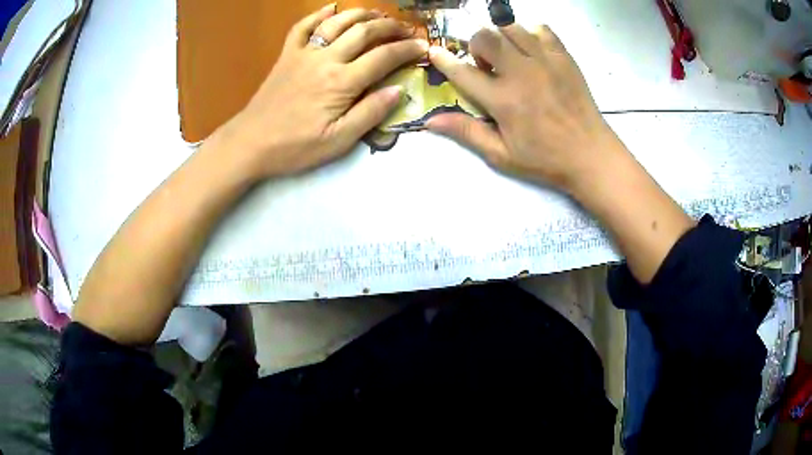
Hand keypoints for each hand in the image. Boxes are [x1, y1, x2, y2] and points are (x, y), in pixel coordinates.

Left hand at [220, 4, 428, 179]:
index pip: (383, 57)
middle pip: (364, 31)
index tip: (423, 46)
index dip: (407, 49)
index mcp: (341, 82)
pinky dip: (318, 14)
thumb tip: (398, 90)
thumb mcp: (338, 141)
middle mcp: (325, 59)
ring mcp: (303, 53)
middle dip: (390, 26)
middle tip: (407, 28)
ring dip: (361, 14)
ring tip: (378, 15)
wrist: (250, 143)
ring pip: (337, 22)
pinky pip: (302, 27)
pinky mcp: (287, 55)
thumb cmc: (294, 148)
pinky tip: (331, 10)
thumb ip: (370, 114)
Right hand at [426, 24, 620, 191]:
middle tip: (487, 65)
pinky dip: (530, 33)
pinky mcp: (564, 57)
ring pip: (510, 27)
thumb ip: (467, 132)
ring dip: (501, 37)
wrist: (591, 155)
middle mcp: (521, 73)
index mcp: (503, 100)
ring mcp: (545, 61)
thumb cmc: (546, 159)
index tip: (434, 51)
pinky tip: (532, 51)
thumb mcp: (502, 154)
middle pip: (485, 37)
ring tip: (509, 56)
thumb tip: (430, 121)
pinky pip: (541, 29)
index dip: (443, 60)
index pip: (463, 72)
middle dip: (476, 46)